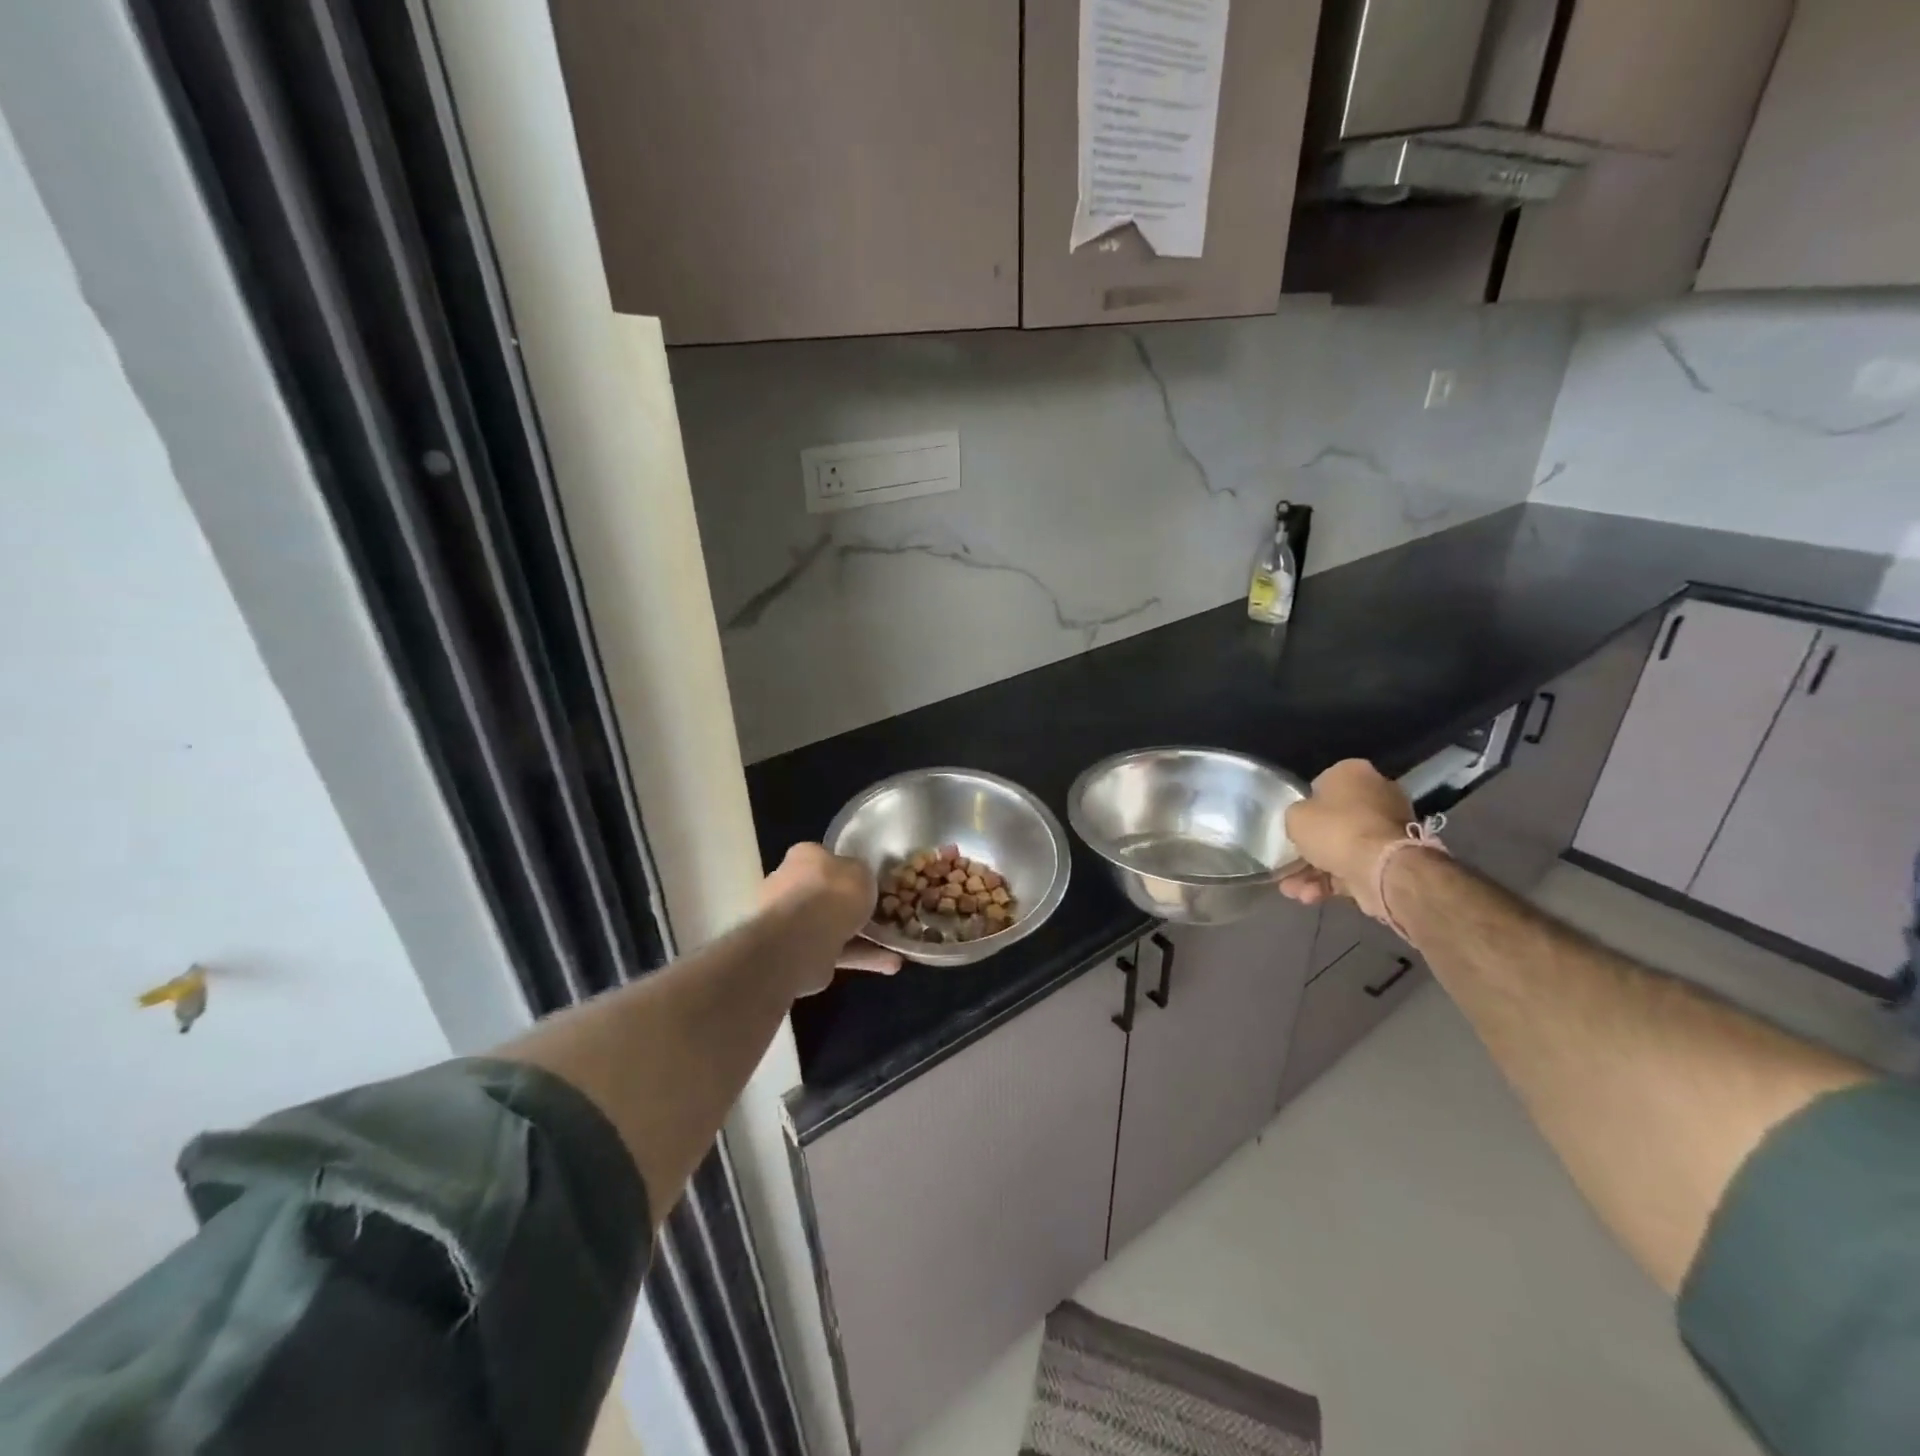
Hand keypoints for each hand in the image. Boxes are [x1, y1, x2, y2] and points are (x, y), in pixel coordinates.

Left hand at [759, 843, 902, 991]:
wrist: (803, 939)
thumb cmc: (833, 892)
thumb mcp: (861, 870)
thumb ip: (860, 873)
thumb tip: (857, 879)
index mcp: (803, 857)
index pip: (825, 858)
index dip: (848, 868)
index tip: (869, 880)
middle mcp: (791, 887)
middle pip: (827, 894)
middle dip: (853, 906)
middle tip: (884, 913)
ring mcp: (792, 923)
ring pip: (833, 926)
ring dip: (864, 937)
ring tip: (896, 944)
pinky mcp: (800, 953)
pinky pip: (836, 952)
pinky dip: (862, 957)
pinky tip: (891, 963)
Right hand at [1279, 759, 1411, 917]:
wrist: (1382, 868)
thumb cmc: (1335, 829)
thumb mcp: (1295, 817)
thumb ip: (1295, 816)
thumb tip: (1304, 823)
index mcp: (1353, 772)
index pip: (1321, 785)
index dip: (1303, 807)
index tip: (1290, 827)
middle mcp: (1376, 794)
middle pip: (1333, 821)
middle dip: (1308, 848)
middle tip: (1287, 865)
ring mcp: (1387, 829)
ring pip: (1341, 849)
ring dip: (1314, 871)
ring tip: (1292, 890)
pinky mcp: (1392, 859)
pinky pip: (1355, 867)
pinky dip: (1332, 882)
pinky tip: (1309, 897)